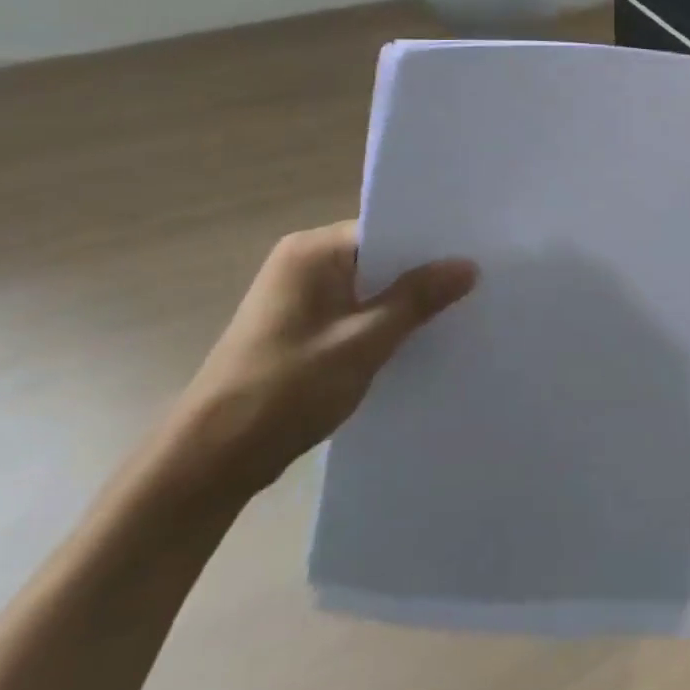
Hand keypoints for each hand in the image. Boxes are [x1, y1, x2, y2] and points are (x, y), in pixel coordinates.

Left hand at [163, 222, 476, 501]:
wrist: (211, 459)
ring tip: (458, 310)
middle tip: (477, 282)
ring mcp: (297, 298)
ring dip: (402, 303)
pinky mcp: (297, 330)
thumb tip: (468, 265)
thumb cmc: (287, 388)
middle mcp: (302, 263)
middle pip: (377, 257)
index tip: (475, 253)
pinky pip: (352, 313)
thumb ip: (417, 299)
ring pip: (366, 288)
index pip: (384, 229)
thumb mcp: (364, 341)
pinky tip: (416, 340)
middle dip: (420, 274)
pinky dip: (380, 324)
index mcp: (312, 251)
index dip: (429, 243)